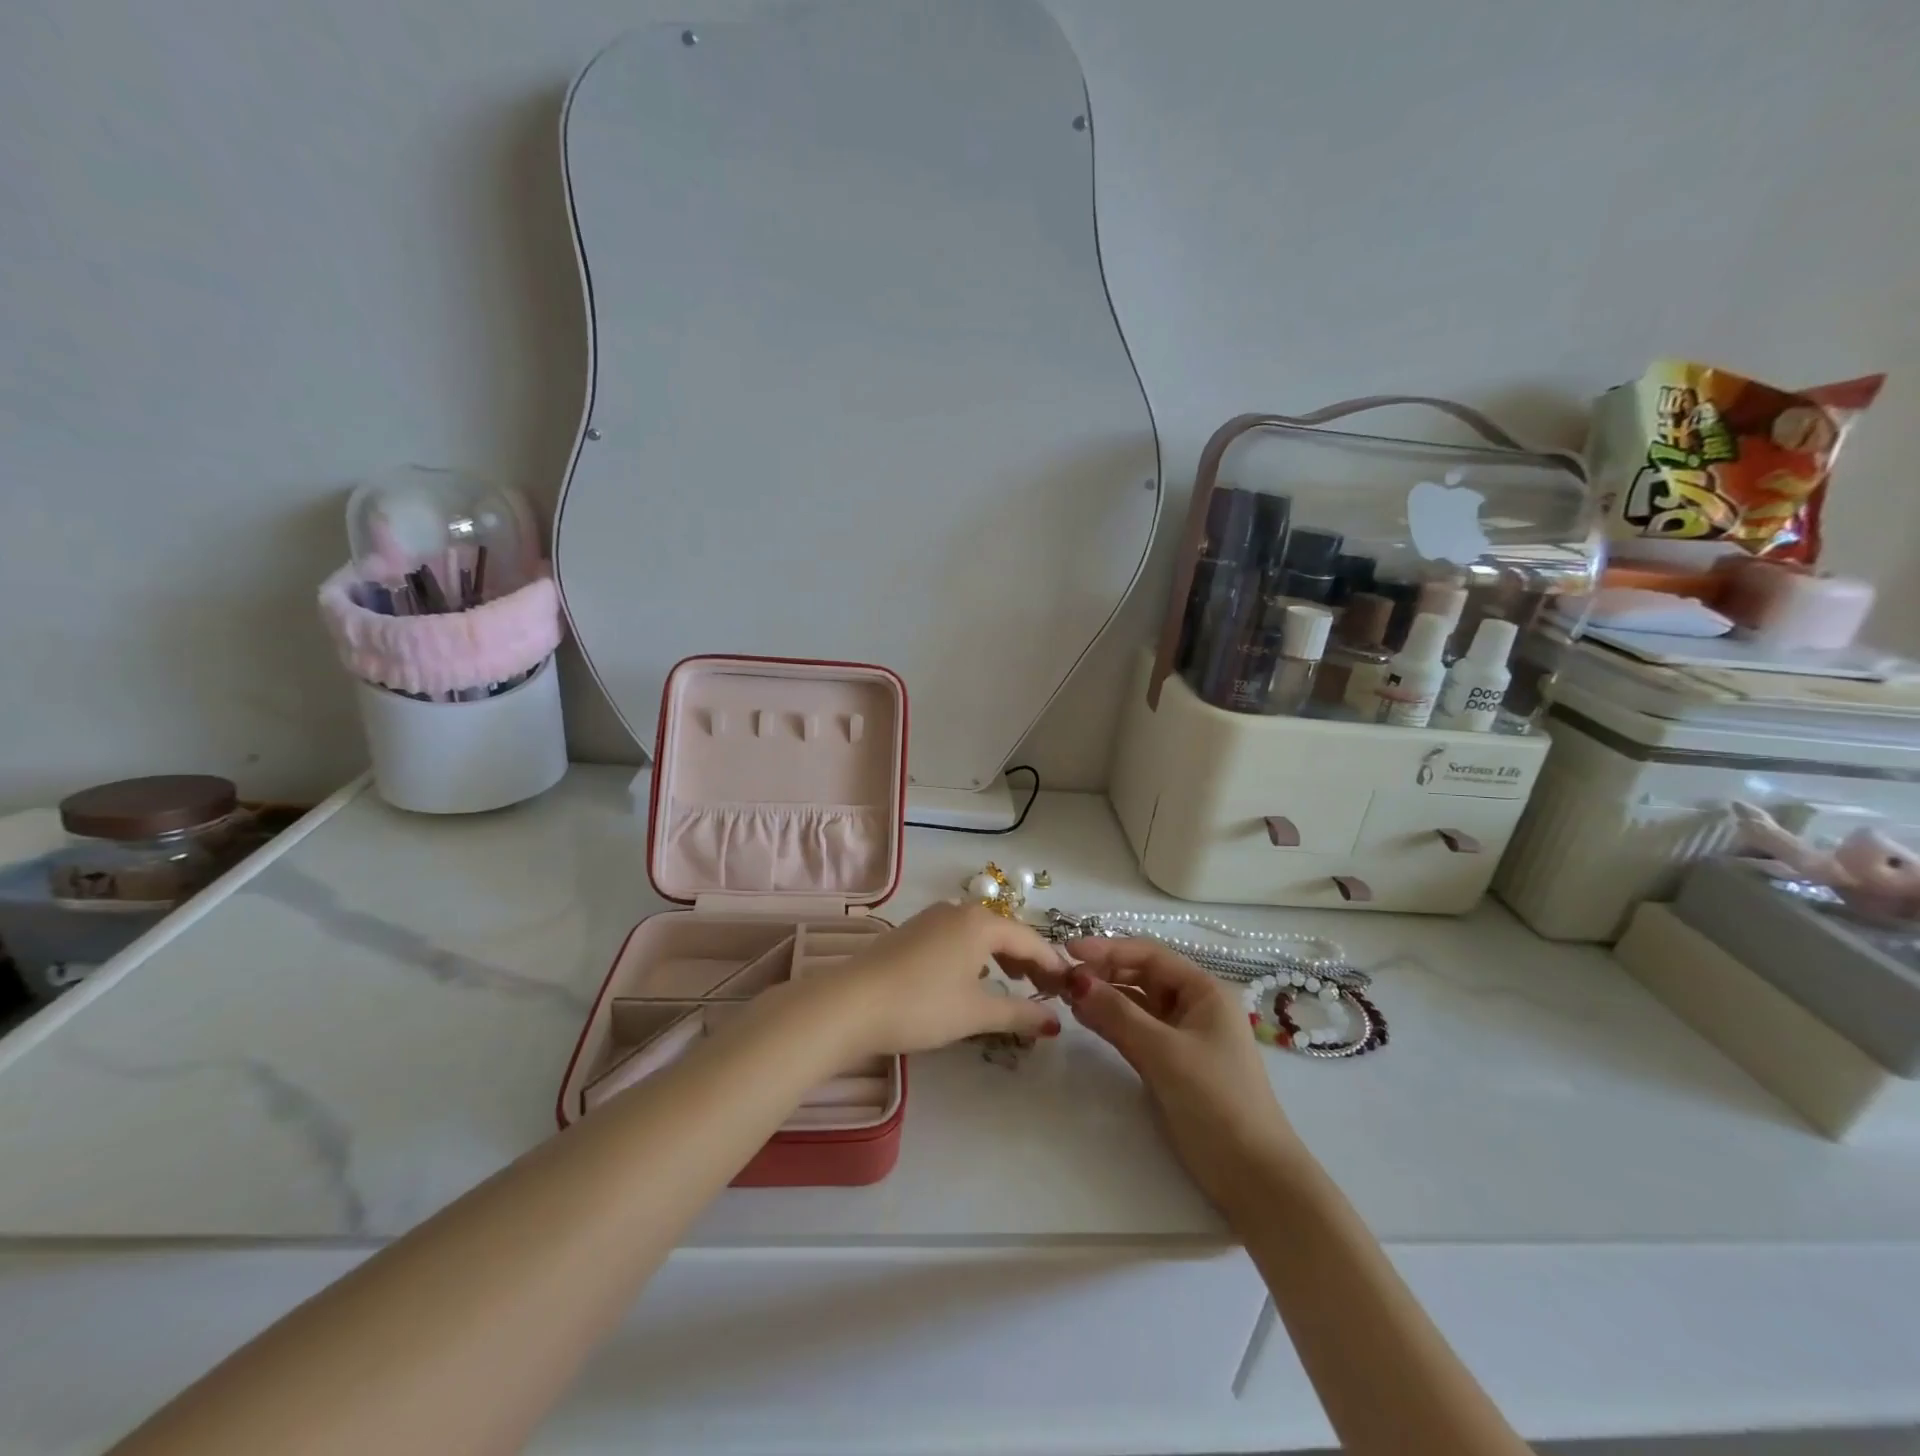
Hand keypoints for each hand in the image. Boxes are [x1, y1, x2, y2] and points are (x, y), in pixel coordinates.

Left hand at [809, 903, 1071, 1058]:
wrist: (850, 1003)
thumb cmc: (921, 1005)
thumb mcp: (975, 1013)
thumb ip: (1018, 1013)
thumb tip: (1054, 1022)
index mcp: (980, 923)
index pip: (1029, 939)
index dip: (1051, 964)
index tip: (1068, 987)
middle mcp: (958, 910)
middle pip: (1005, 931)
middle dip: (1027, 959)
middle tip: (1044, 989)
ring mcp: (931, 918)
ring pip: (979, 933)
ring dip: (1001, 956)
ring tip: (1013, 983)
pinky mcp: (911, 931)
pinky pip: (957, 937)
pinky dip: (975, 955)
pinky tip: (971, 977)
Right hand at [1063, 938, 1300, 1211]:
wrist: (1253, 1176)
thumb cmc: (1215, 1101)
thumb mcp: (1163, 1052)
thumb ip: (1117, 1013)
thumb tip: (1075, 980)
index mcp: (1204, 991)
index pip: (1150, 955)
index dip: (1108, 948)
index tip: (1068, 950)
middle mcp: (1195, 1005)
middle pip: (1142, 976)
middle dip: (1103, 973)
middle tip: (1061, 976)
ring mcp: (1183, 1035)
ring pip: (1136, 1004)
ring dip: (1104, 997)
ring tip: (1065, 994)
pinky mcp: (1172, 1063)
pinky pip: (1136, 1030)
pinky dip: (1111, 1022)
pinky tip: (1085, 1018)